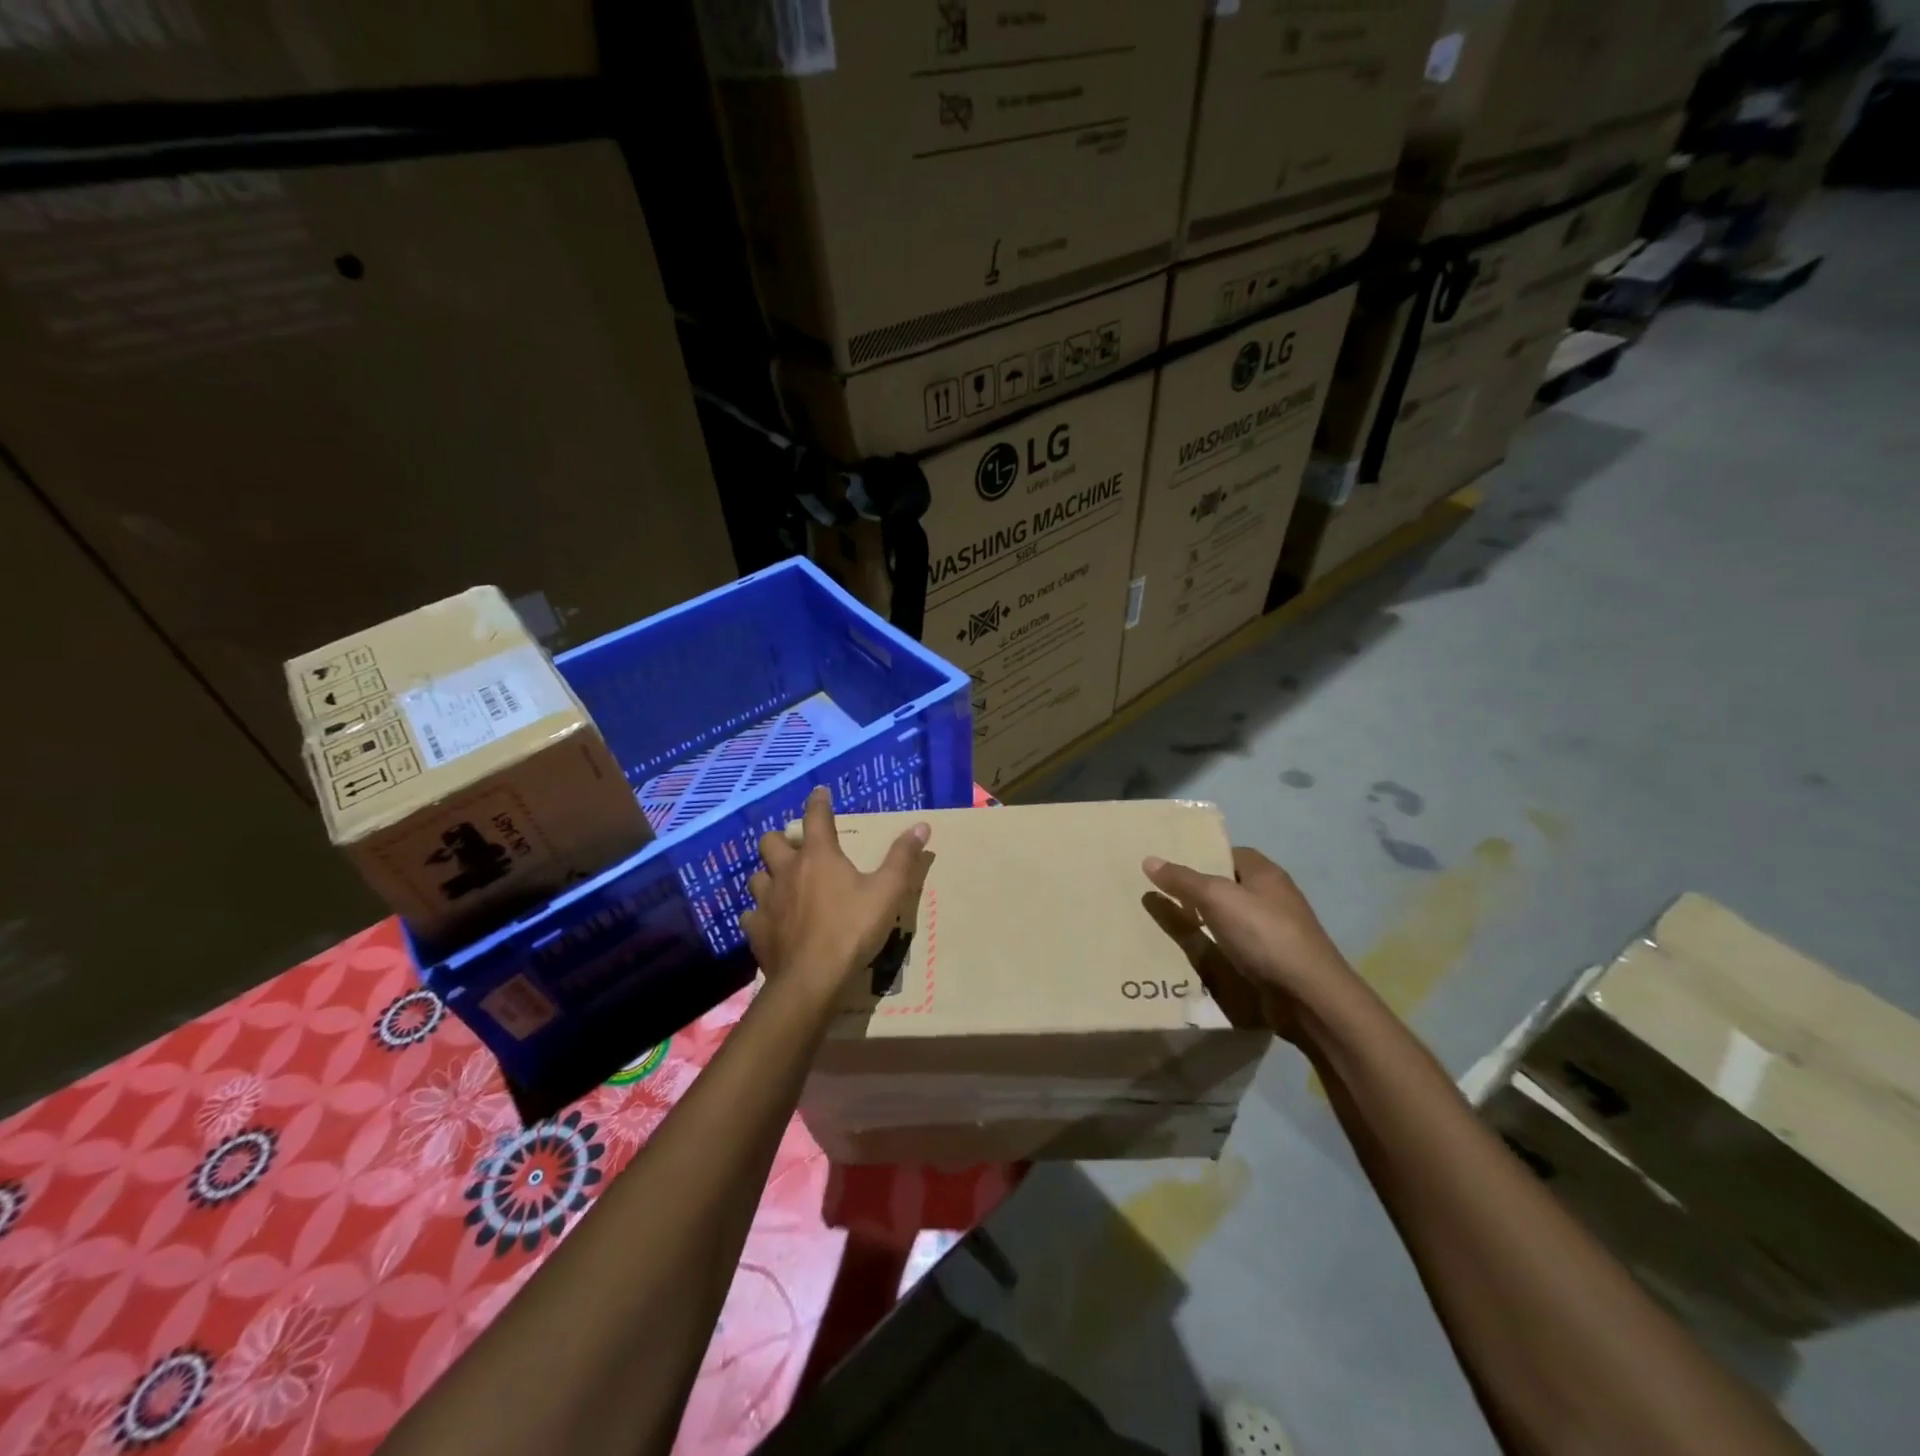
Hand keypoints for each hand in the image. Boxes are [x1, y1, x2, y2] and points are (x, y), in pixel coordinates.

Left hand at [740, 787, 930, 1001]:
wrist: (811, 980)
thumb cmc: (852, 930)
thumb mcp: (887, 892)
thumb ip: (902, 858)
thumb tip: (922, 826)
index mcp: (818, 856)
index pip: (816, 817)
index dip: (818, 802)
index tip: (820, 792)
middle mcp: (786, 871)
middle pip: (771, 842)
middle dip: (782, 840)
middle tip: (796, 848)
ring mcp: (767, 901)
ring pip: (757, 877)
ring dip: (768, 876)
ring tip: (782, 884)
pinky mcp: (756, 930)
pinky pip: (751, 915)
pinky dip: (760, 914)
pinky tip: (770, 921)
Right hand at [1142, 848, 1361, 1043]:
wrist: (1309, 996)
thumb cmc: (1264, 934)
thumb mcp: (1217, 899)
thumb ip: (1183, 880)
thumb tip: (1149, 860)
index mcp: (1266, 874)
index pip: (1231, 854)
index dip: (1203, 857)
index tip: (1173, 868)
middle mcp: (1275, 897)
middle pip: (1231, 886)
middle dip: (1201, 891)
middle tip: (1165, 896)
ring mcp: (1277, 932)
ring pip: (1234, 919)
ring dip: (1208, 922)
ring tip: (1173, 926)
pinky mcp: (1275, 961)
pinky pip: (1239, 947)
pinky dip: (1219, 948)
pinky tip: (1199, 956)